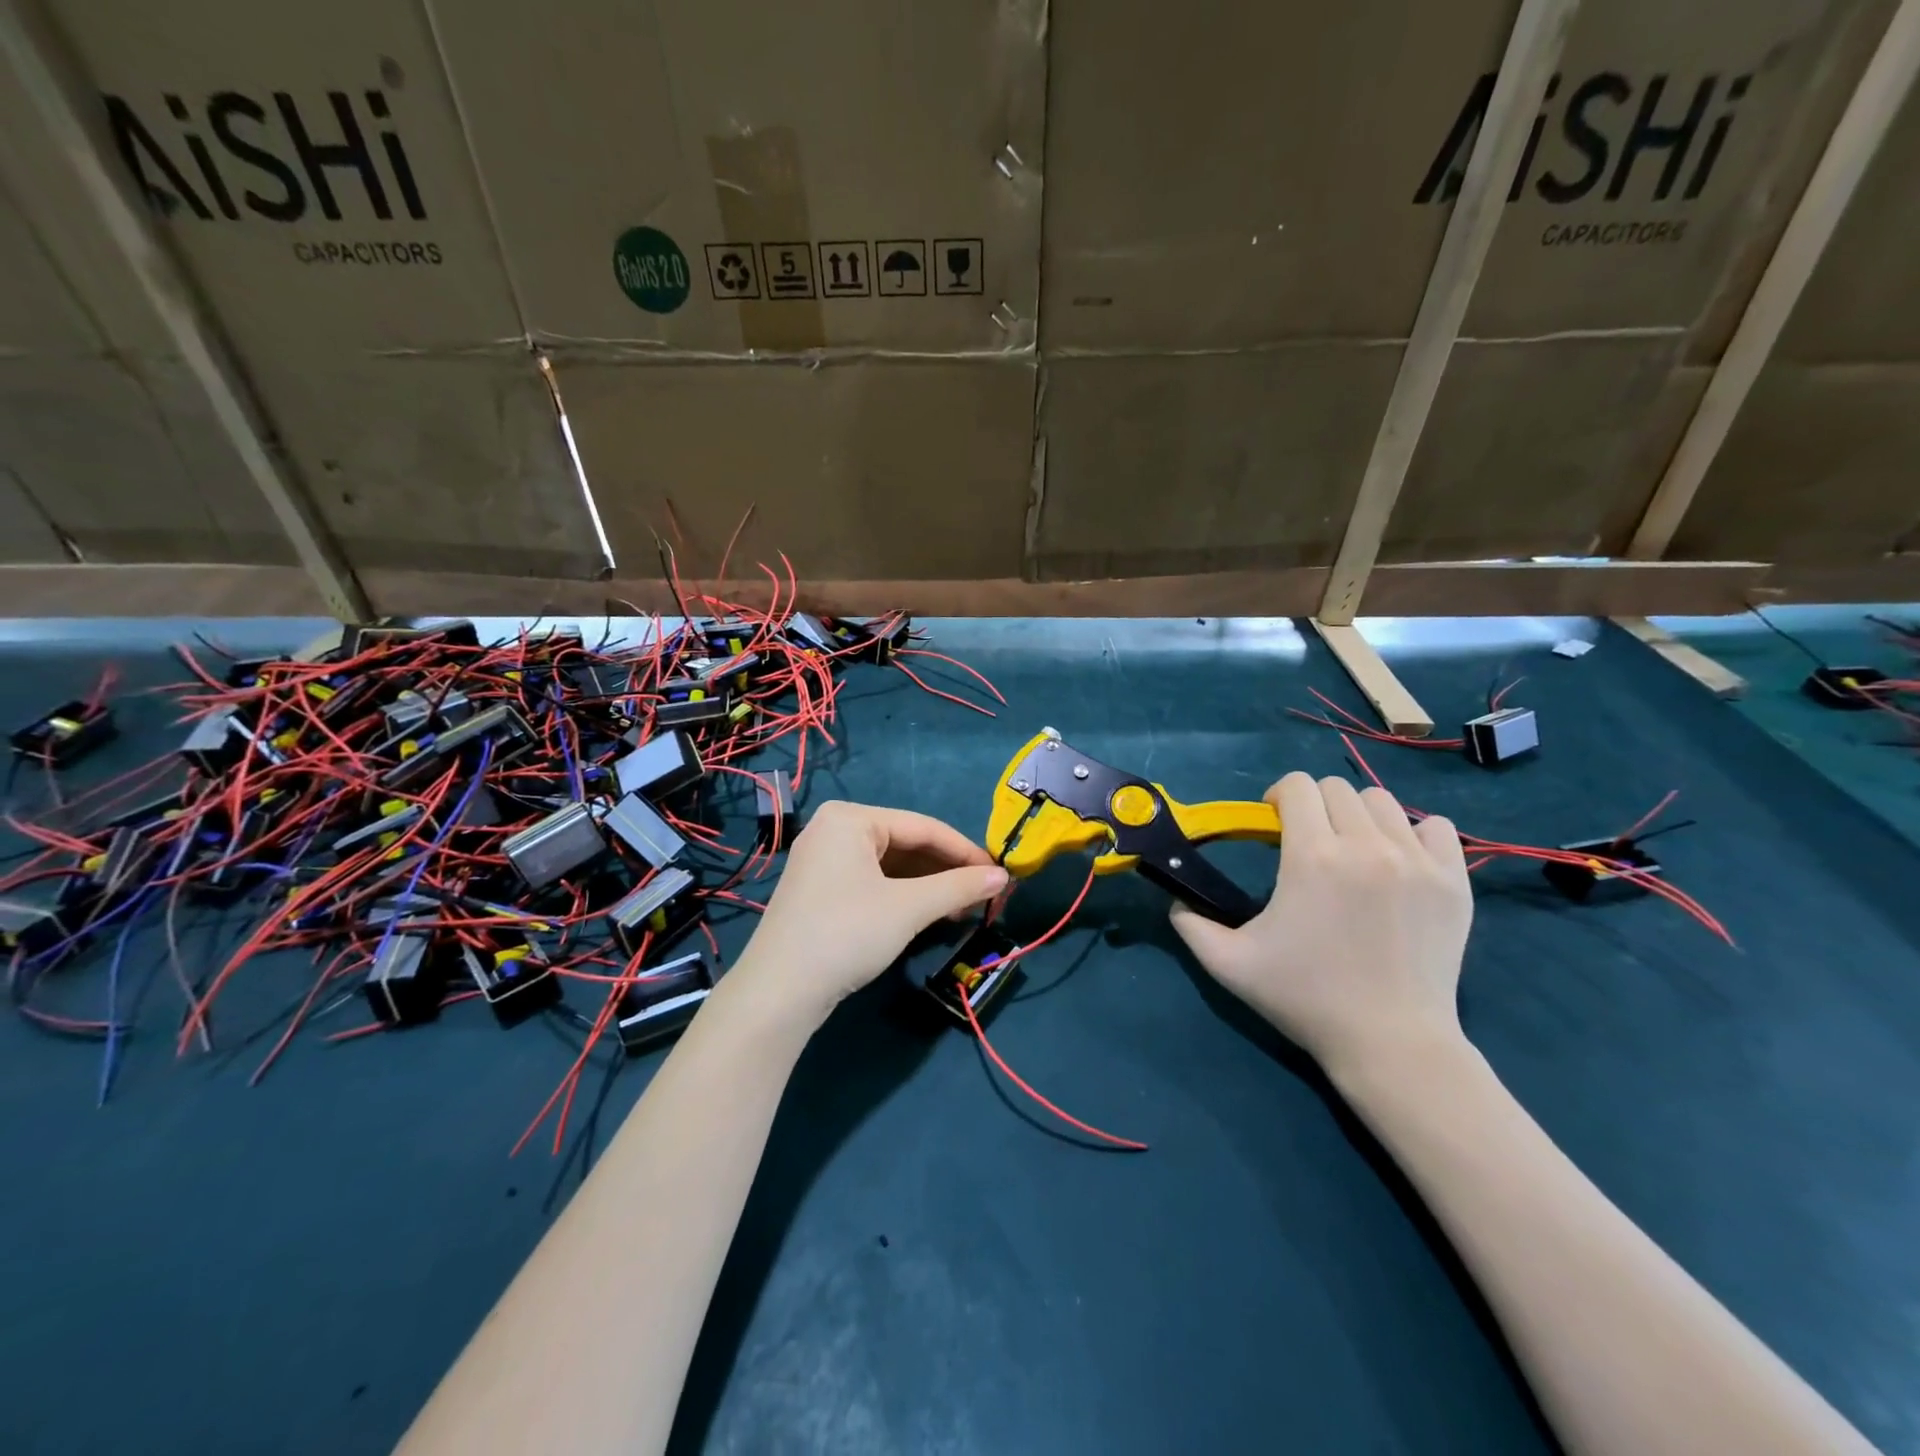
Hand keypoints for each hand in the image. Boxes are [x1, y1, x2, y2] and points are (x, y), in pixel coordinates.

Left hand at [731, 800, 1008, 1025]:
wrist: (778, 993)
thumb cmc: (847, 933)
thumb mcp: (909, 908)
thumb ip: (959, 887)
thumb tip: (1004, 877)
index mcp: (851, 818)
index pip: (923, 827)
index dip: (966, 851)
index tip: (1000, 874)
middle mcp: (834, 829)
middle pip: (906, 844)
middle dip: (946, 871)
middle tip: (983, 896)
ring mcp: (823, 860)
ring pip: (890, 865)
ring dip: (928, 886)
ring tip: (961, 910)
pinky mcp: (820, 889)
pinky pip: (873, 881)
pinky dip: (903, 896)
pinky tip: (928, 914)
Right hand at [1169, 772, 1471, 1080]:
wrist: (1390, 1043)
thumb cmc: (1305, 999)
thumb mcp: (1229, 964)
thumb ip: (1192, 925)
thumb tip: (1177, 900)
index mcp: (1312, 857)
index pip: (1296, 786)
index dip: (1278, 797)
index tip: (1273, 824)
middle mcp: (1367, 846)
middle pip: (1336, 789)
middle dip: (1314, 805)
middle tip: (1308, 841)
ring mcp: (1417, 862)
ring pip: (1382, 802)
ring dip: (1358, 816)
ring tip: (1352, 851)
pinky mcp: (1453, 882)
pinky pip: (1436, 828)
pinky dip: (1413, 834)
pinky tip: (1397, 862)